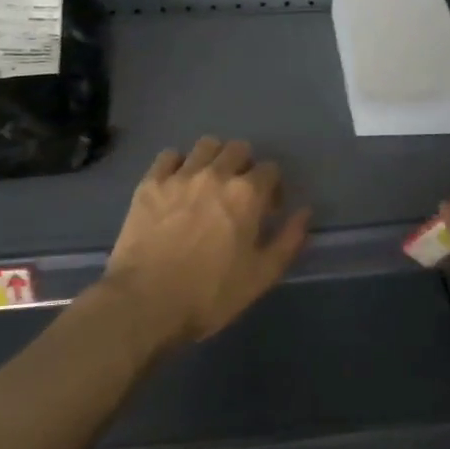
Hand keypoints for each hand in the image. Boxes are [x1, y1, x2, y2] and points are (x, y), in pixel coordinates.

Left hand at [99, 137, 310, 346]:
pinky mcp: (150, 183)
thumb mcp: (261, 277)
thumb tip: (304, 213)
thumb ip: (288, 241)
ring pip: (205, 145)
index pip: (270, 169)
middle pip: (238, 148)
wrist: (145, 303)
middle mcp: (215, 174)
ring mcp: (179, 175)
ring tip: (208, 183)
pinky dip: (178, 164)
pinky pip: (169, 156)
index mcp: (247, 194)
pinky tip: (177, 185)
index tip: (268, 210)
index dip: (273, 188)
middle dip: (245, 166)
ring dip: (214, 158)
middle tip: (239, 194)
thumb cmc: (209, 295)